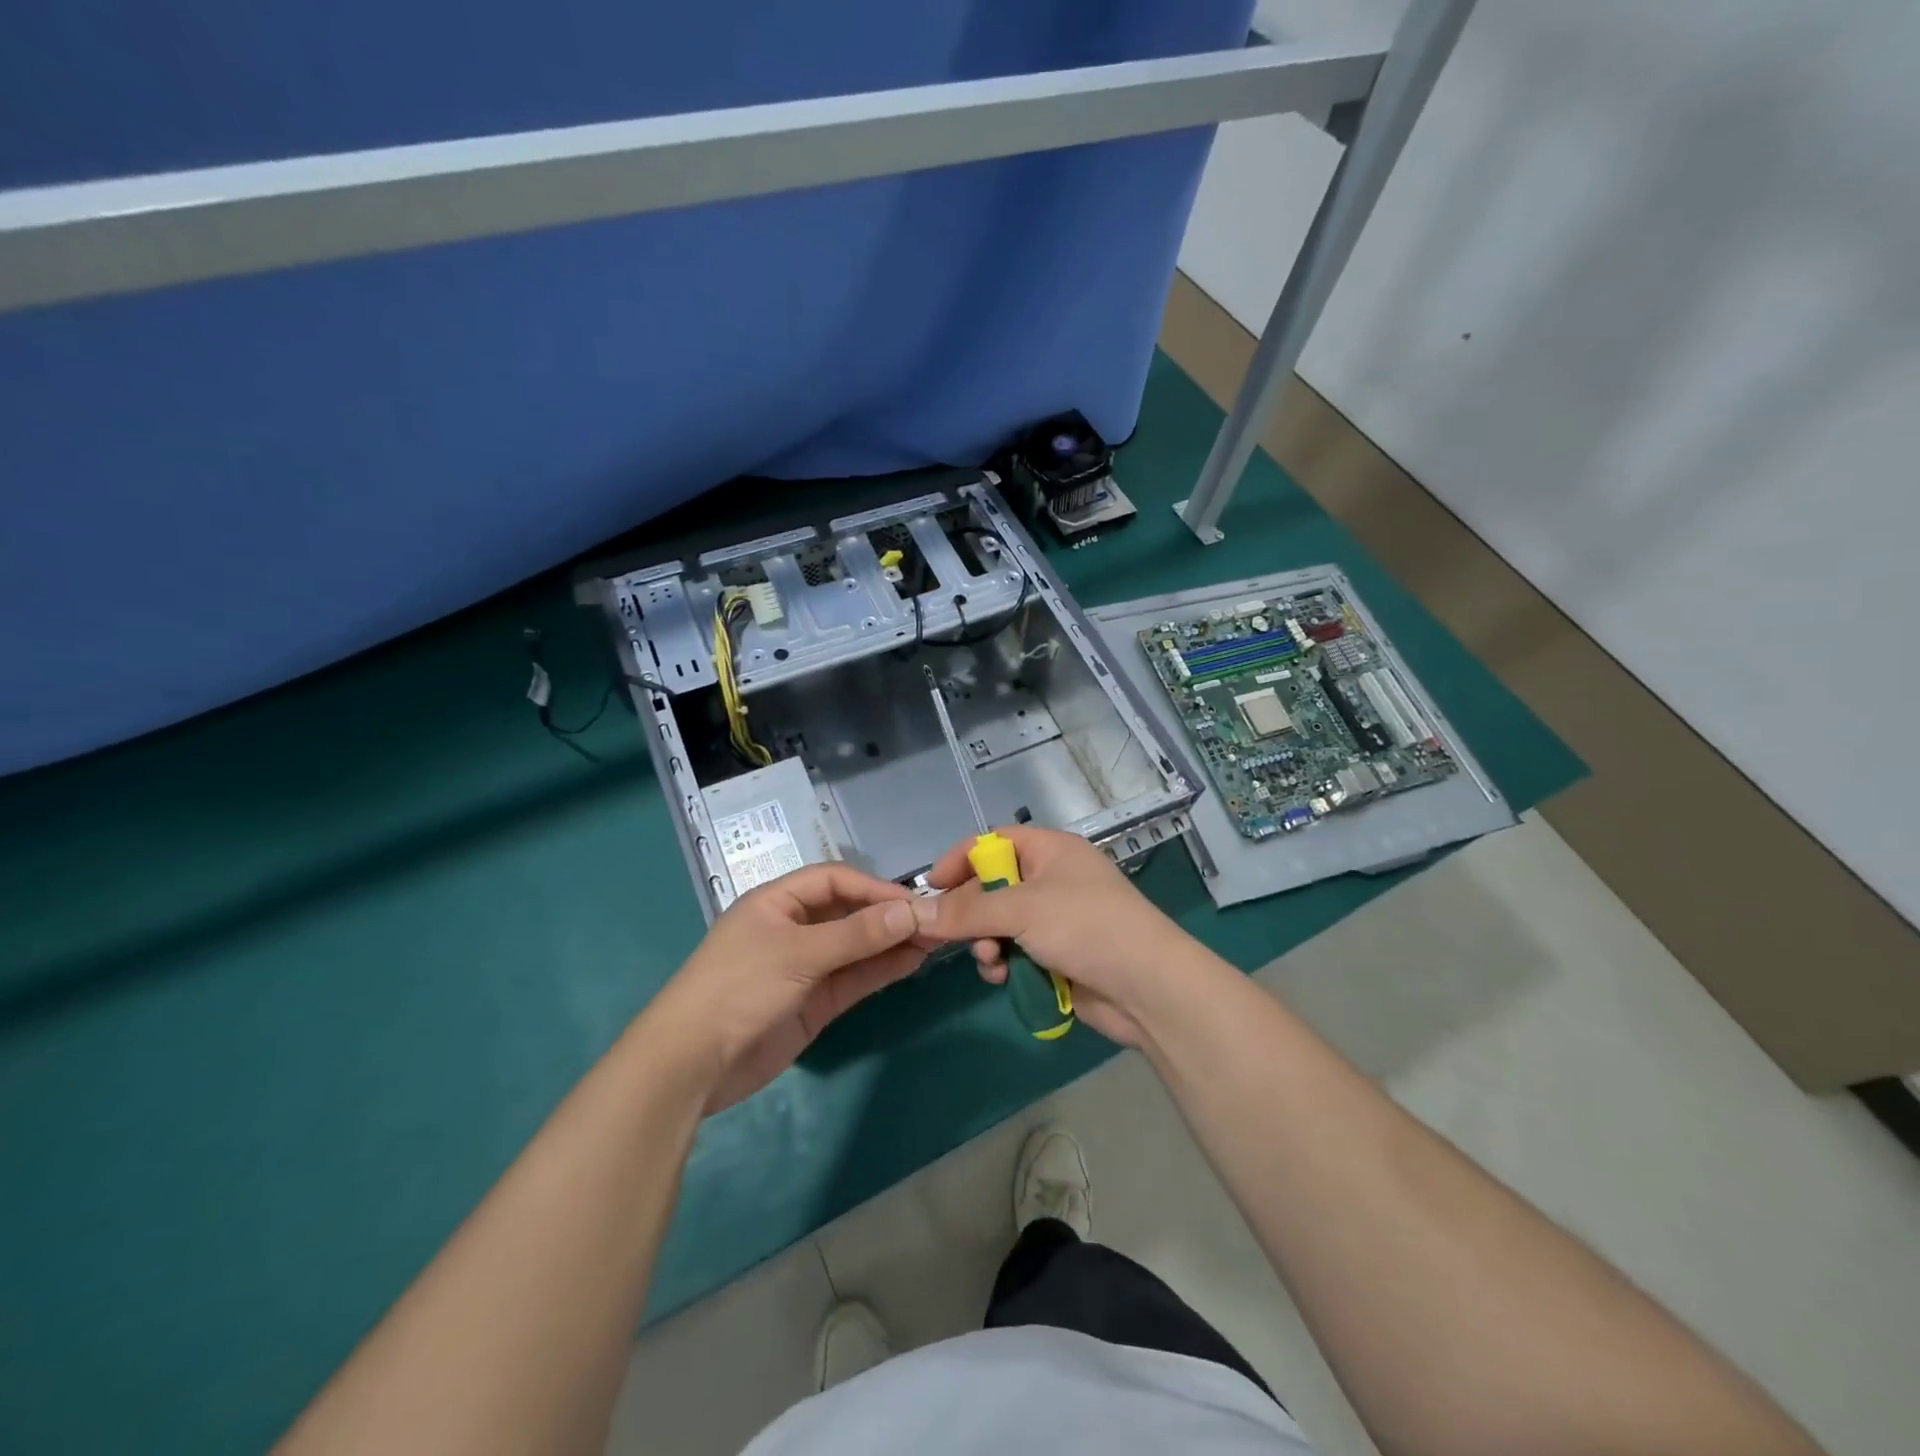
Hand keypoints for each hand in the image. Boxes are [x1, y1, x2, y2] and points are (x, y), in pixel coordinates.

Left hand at [648, 863, 934, 1112]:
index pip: (835, 880)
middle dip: (888, 916)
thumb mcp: (797, 953)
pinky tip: (911, 963)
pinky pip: (854, 978)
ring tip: (933, 941)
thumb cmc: (738, 988)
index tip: (912, 902)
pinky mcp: (814, 1002)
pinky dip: (881, 970)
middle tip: (934, 922)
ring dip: (891, 943)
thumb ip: (856, 935)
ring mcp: (805, 966)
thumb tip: (909, 913)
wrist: (692, 1064)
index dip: (873, 888)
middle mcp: (794, 928)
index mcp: (778, 902)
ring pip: (856, 946)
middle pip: (849, 912)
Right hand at [923, 825, 1213, 1046]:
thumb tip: (918, 913)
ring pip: (999, 924)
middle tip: (950, 935)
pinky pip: (1015, 952)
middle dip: (971, 912)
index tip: (930, 887)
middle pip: (991, 886)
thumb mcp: (1022, 909)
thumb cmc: (1086, 927)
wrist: (1148, 987)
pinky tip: (1003, 977)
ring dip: (986, 943)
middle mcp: (1051, 880)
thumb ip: (967, 911)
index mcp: (1049, 851)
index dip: (960, 859)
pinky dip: (1004, 963)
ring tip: (991, 960)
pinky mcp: (1056, 955)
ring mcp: (1055, 920)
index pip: (993, 842)